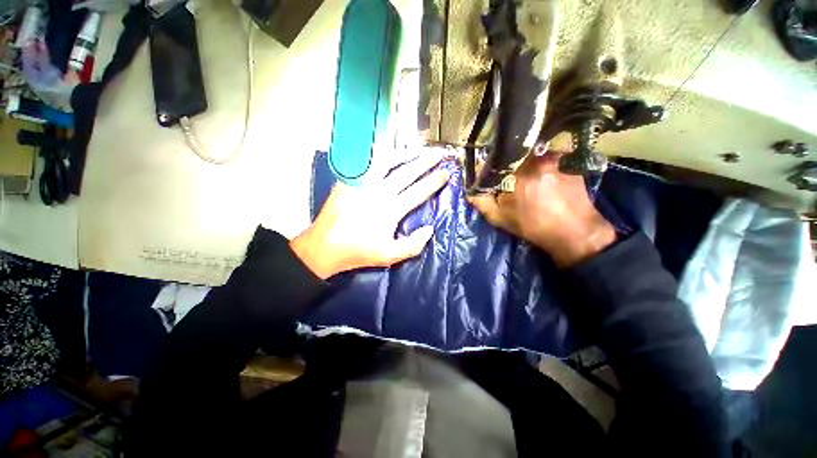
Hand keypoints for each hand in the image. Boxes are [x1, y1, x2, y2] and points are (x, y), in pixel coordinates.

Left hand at [291, 150, 449, 278]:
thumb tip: (430, 229)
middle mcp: (379, 192)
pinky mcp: (349, 181)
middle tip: (439, 154)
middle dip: (426, 162)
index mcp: (390, 210)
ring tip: (417, 149)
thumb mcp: (389, 256)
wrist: (324, 246)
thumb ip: (413, 245)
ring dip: (405, 154)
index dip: (434, 182)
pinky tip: (388, 154)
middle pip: (407, 173)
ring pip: (387, 162)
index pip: (418, 192)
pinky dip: (381, 157)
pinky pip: (367, 164)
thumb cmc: (358, 252)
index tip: (446, 173)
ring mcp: (362, 184)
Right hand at [469, 152, 615, 267]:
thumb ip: (482, 202)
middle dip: (507, 163)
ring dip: (524, 162)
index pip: (495, 161)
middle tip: (507, 176)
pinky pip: (546, 154)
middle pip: (513, 154)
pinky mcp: (568, 159)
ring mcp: (555, 157)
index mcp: (518, 175)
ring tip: (525, 176)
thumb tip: (470, 189)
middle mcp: (537, 160)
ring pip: (530, 153)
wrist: (574, 232)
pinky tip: (541, 175)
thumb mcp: (500, 218)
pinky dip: (540, 162)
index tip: (489, 174)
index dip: (490, 167)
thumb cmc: (533, 226)